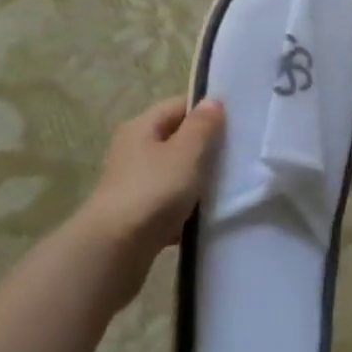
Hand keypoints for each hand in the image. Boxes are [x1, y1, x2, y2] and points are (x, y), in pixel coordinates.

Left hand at [76, 96, 224, 310]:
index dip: (206, 110)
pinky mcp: (137, 215)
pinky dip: (186, 209)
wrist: (114, 250)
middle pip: (176, 140)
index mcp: (141, 128)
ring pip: (174, 174)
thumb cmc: (153, 191)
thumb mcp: (186, 152)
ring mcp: (133, 184)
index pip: (178, 106)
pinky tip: (206, 218)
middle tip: (237, 155)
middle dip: (205, 147)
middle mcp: (133, 151)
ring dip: (197, 181)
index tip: (236, 123)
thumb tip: (212, 101)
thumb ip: (202, 126)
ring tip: (227, 187)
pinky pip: (169, 204)